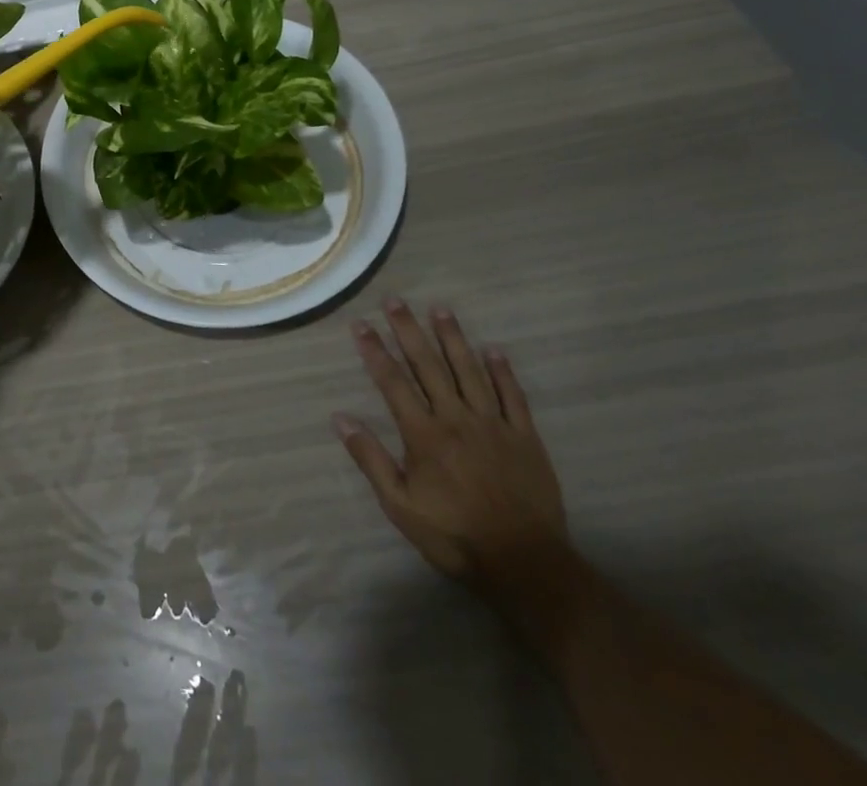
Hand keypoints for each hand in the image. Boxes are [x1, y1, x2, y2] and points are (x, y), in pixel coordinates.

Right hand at [336, 299, 567, 592]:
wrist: (526, 566)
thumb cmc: (455, 537)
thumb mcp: (401, 506)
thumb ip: (371, 459)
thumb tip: (340, 417)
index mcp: (424, 434)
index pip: (392, 382)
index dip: (374, 351)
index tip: (361, 324)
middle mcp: (456, 418)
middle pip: (428, 365)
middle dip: (409, 330)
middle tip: (395, 300)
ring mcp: (494, 425)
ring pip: (469, 371)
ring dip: (453, 338)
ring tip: (440, 309)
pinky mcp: (525, 437)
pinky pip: (513, 396)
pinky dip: (503, 371)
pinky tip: (494, 350)